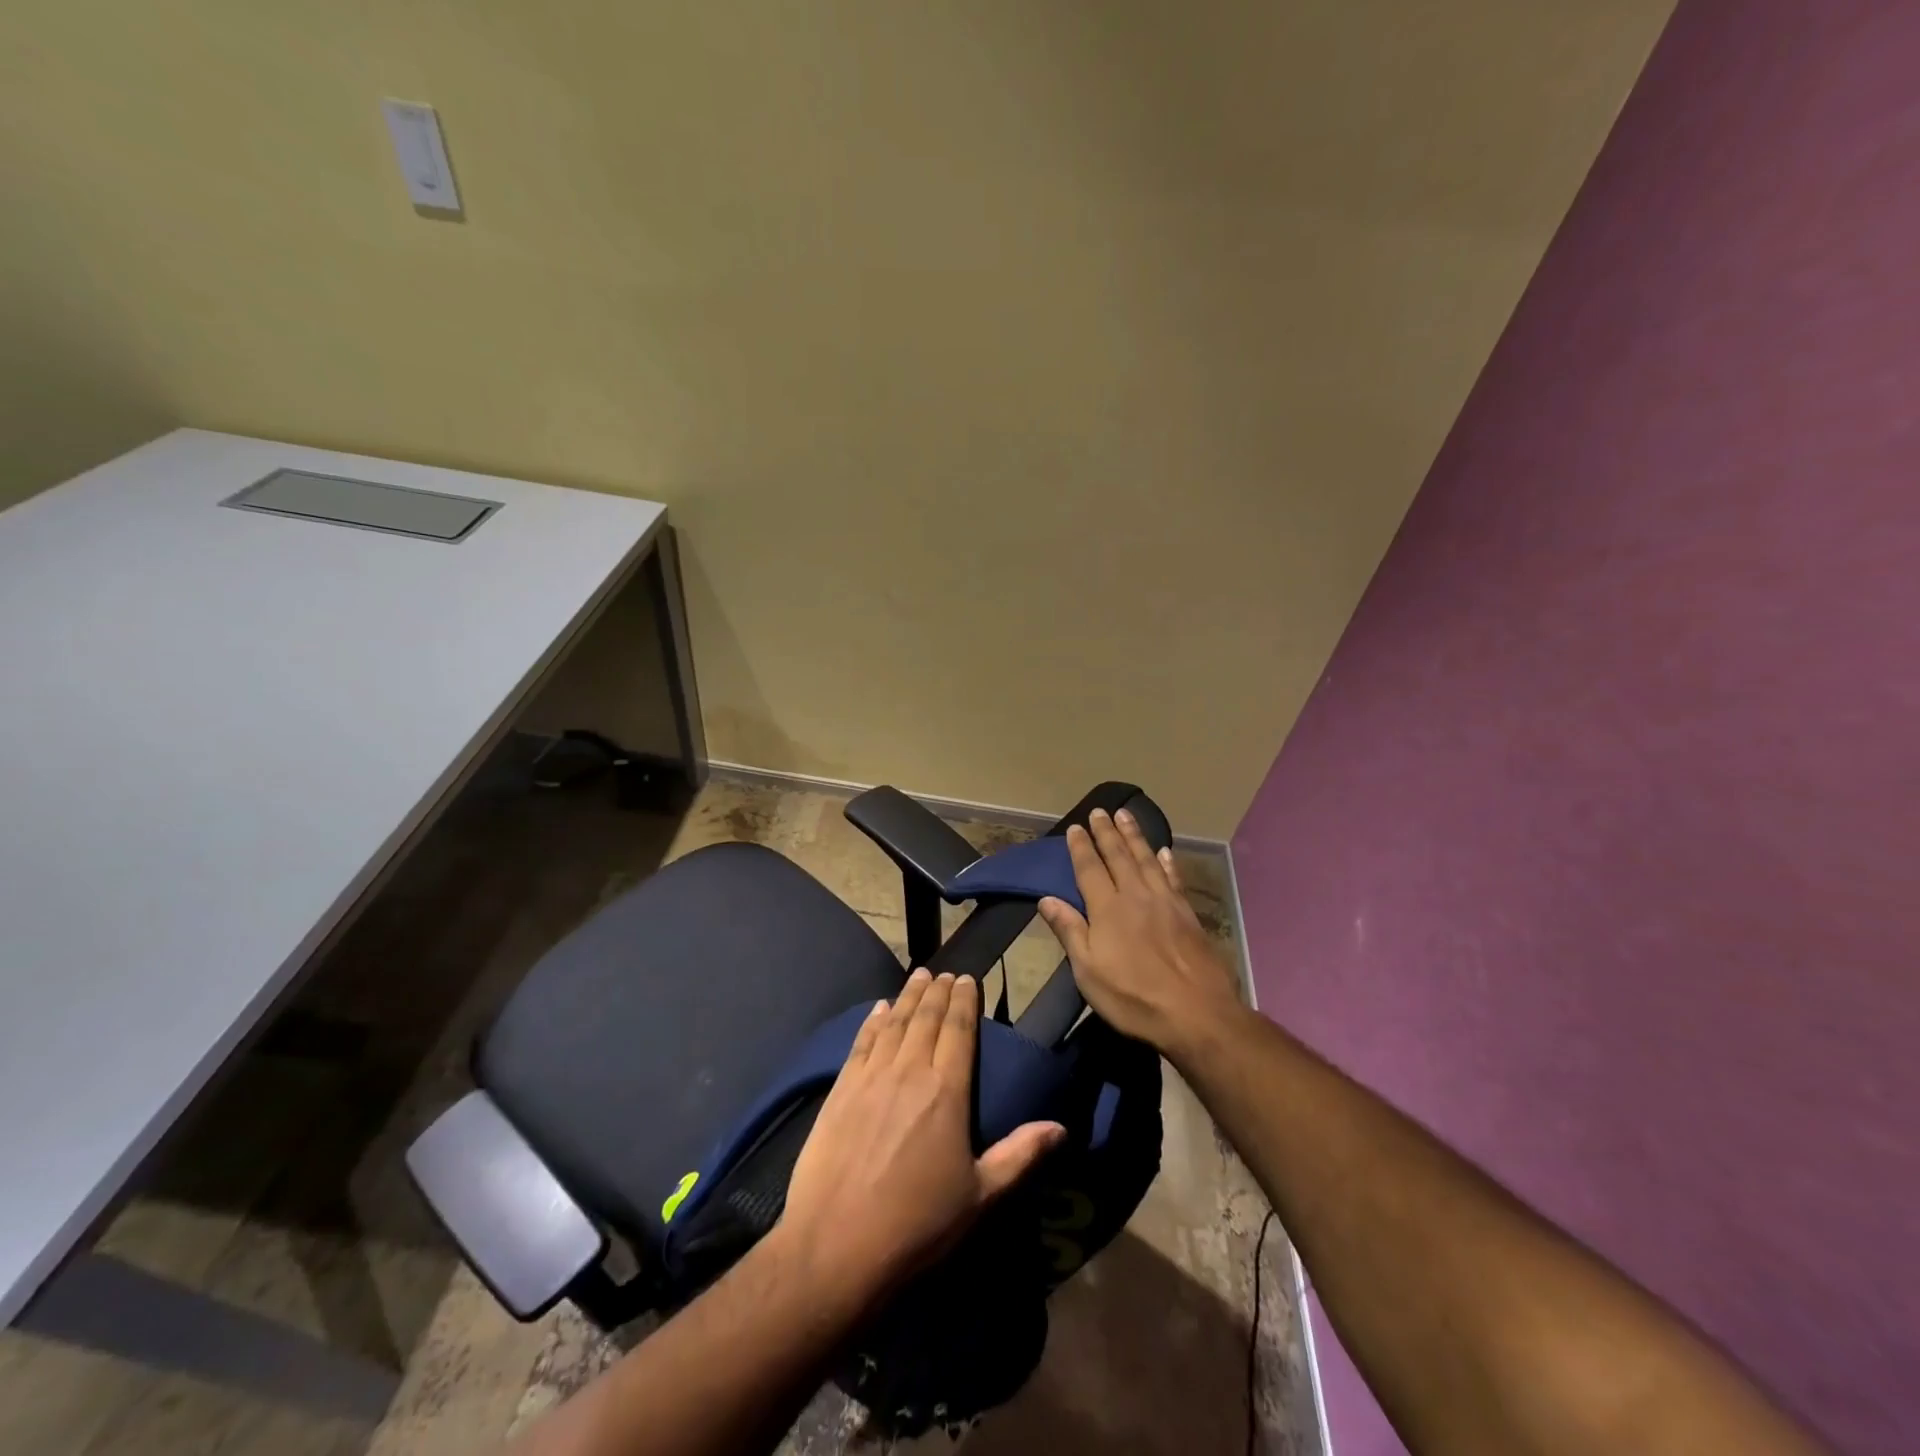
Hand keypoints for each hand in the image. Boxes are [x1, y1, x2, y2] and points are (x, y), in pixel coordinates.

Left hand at [776, 969, 1063, 1304]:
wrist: (834, 1246)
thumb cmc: (916, 1225)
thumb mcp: (979, 1197)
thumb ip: (1020, 1155)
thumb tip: (1061, 1127)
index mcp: (946, 1092)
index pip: (959, 1030)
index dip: (964, 1001)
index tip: (968, 978)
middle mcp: (909, 1071)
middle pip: (926, 1018)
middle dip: (938, 991)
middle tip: (945, 972)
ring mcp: (871, 1077)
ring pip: (895, 1023)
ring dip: (909, 996)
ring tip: (918, 976)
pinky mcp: (840, 1089)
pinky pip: (861, 1042)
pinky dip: (873, 1020)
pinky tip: (879, 1008)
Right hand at [1037, 808, 1243, 1055]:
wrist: (1197, 1013)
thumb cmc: (1134, 997)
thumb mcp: (1088, 971)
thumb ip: (1070, 931)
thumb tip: (1046, 899)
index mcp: (1107, 909)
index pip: (1090, 869)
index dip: (1081, 847)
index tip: (1076, 827)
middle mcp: (1136, 896)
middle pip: (1119, 856)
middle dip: (1107, 832)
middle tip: (1100, 811)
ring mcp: (1165, 902)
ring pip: (1147, 859)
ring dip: (1135, 836)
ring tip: (1126, 815)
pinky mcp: (1188, 914)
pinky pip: (1174, 878)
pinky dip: (1168, 862)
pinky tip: (1165, 852)